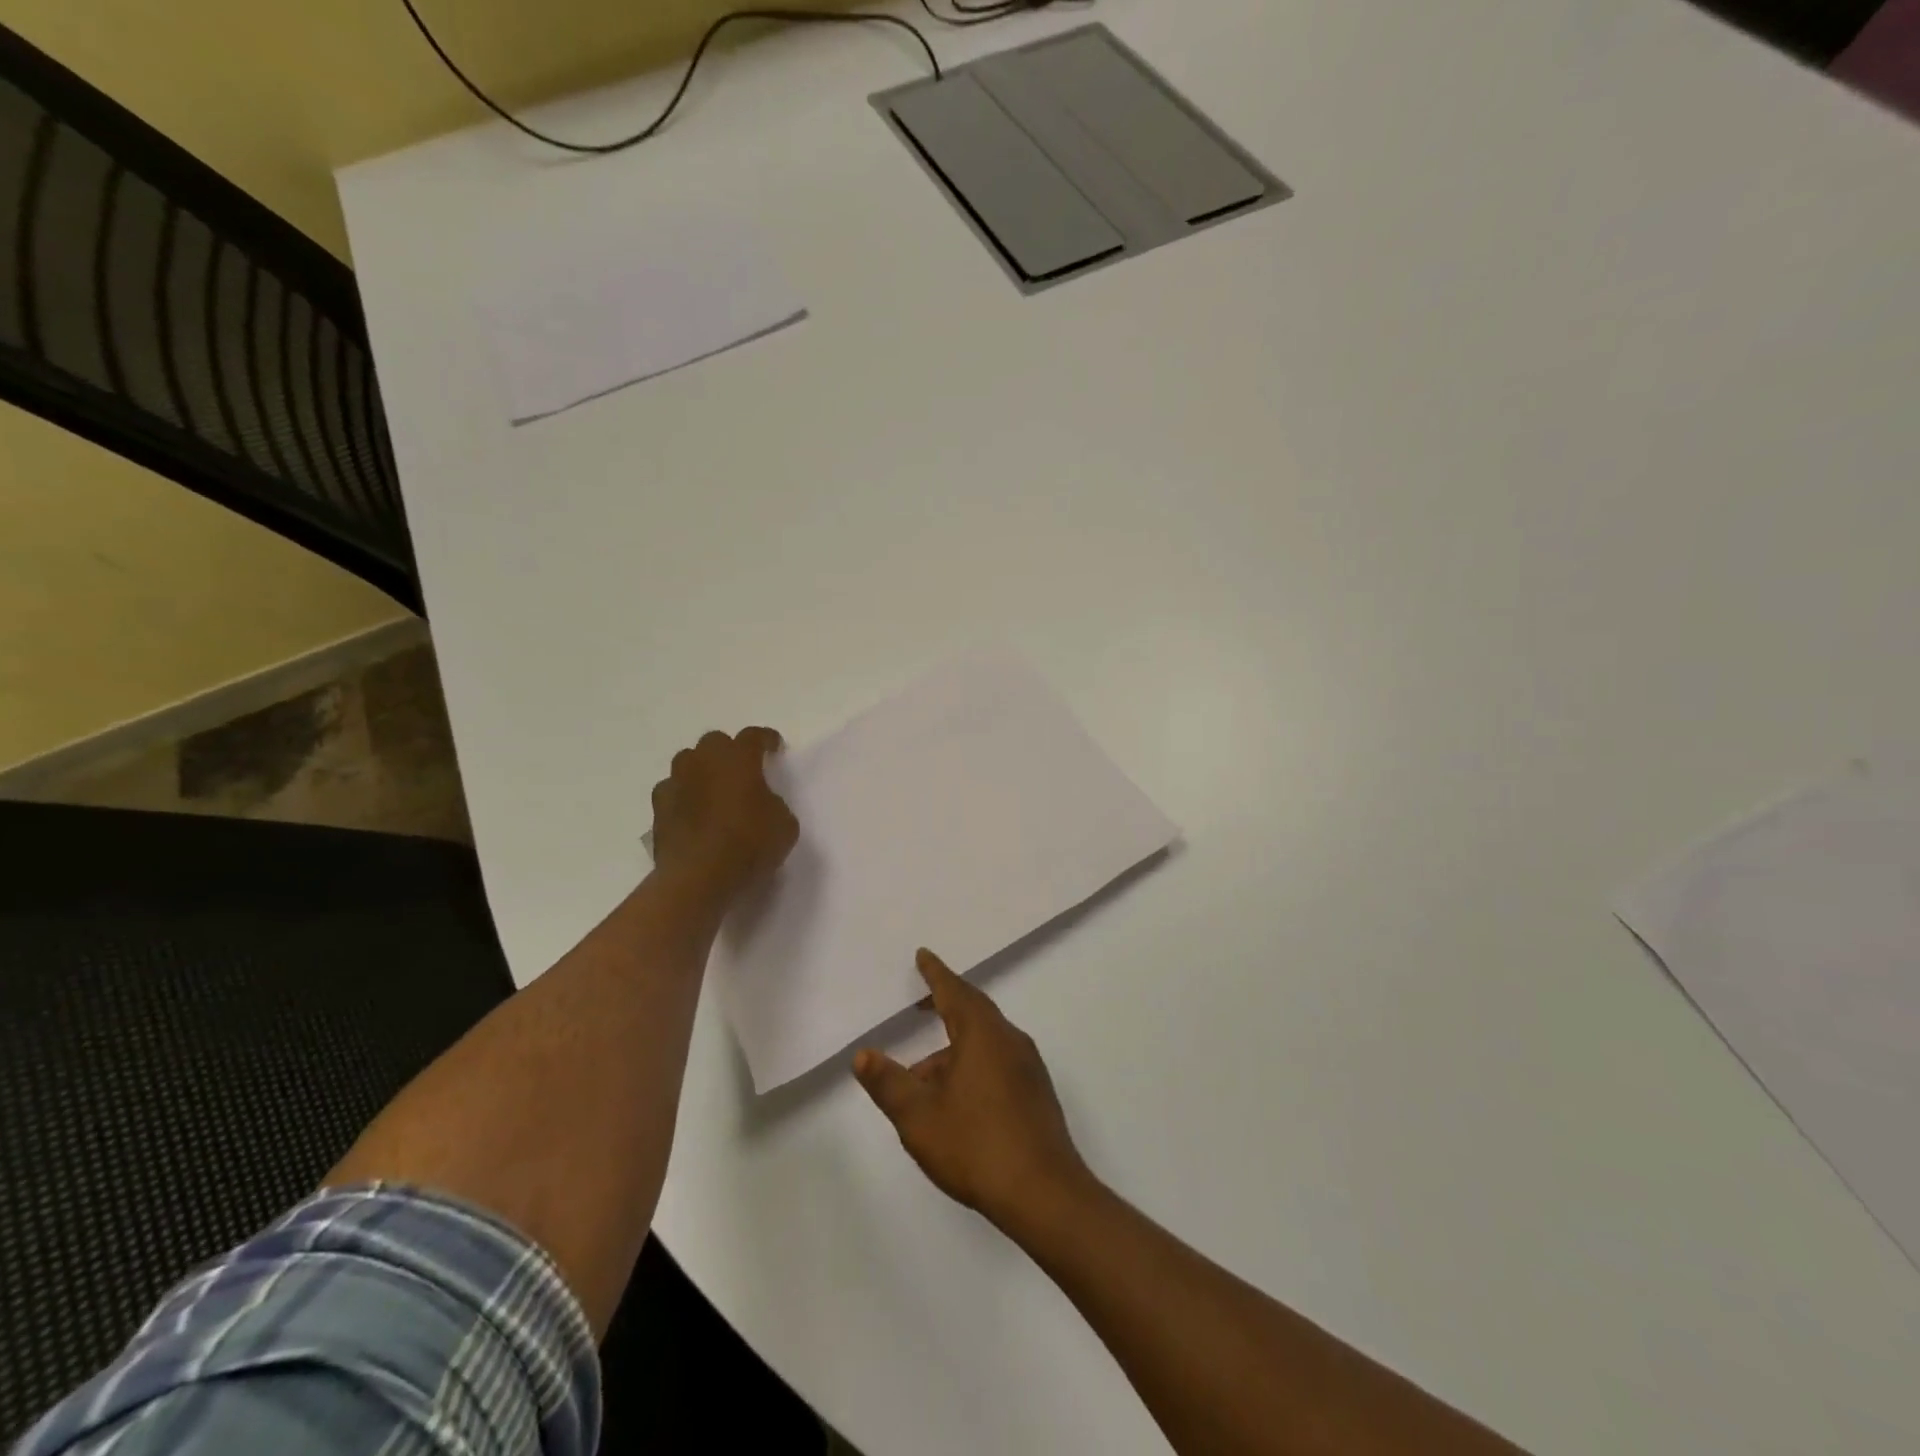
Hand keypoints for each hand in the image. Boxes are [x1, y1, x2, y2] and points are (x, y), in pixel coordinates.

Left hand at [650, 728, 798, 900]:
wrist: (698, 879)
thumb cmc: (749, 845)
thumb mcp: (784, 825)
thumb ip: (774, 804)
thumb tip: (762, 803)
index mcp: (738, 759)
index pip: (753, 736)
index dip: (766, 739)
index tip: (774, 747)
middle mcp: (703, 762)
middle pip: (715, 742)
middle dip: (729, 751)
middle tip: (742, 770)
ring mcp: (676, 783)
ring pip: (688, 762)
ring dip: (702, 770)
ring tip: (713, 788)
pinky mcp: (658, 809)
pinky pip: (672, 791)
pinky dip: (683, 796)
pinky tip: (691, 812)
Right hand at [854, 949, 1094, 1235]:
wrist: (1044, 1193)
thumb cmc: (976, 1146)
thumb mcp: (919, 1117)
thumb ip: (889, 1083)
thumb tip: (863, 1054)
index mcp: (982, 1034)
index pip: (954, 991)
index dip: (936, 973)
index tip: (923, 955)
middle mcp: (1009, 1040)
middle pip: (974, 1009)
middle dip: (946, 1003)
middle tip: (922, 1004)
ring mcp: (1028, 1067)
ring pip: (985, 1040)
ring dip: (955, 1046)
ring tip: (923, 1075)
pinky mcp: (1036, 1093)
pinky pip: (999, 1060)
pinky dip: (973, 1062)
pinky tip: (957, 1098)